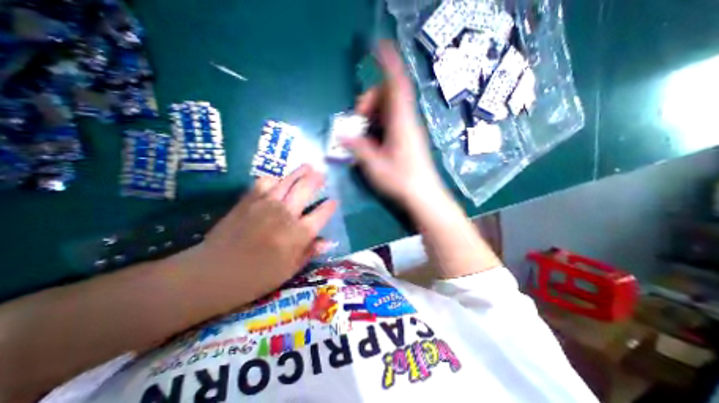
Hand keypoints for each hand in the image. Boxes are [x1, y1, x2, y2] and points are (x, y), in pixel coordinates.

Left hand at [179, 164, 337, 298]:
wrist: (214, 273)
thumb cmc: (256, 277)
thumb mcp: (289, 270)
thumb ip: (310, 252)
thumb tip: (328, 242)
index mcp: (298, 234)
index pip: (321, 214)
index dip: (330, 207)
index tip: (334, 201)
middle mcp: (286, 214)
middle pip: (306, 189)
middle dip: (317, 180)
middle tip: (322, 174)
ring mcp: (266, 204)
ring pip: (288, 181)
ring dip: (300, 172)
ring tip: (308, 167)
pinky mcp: (248, 200)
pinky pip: (264, 182)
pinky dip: (274, 178)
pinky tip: (278, 179)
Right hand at [342, 41, 443, 204]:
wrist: (424, 196)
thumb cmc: (401, 181)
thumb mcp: (375, 165)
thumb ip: (358, 147)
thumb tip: (342, 134)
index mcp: (401, 122)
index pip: (396, 84)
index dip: (387, 63)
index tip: (377, 47)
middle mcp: (406, 121)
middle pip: (388, 96)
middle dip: (368, 101)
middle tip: (356, 120)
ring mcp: (408, 129)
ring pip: (388, 109)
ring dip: (371, 115)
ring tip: (361, 135)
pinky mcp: (407, 138)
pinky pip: (390, 121)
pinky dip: (378, 125)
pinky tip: (371, 141)